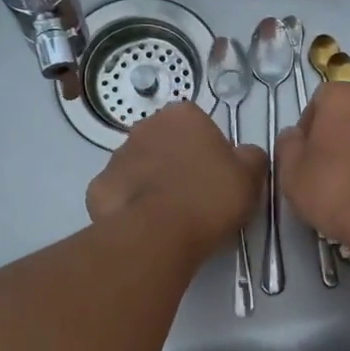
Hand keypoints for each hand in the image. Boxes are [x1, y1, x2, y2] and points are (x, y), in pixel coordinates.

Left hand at [87, 103, 263, 260]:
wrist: (158, 235)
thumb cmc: (209, 197)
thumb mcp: (251, 176)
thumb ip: (251, 158)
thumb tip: (245, 156)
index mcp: (182, 116)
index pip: (199, 124)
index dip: (210, 150)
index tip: (217, 176)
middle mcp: (145, 127)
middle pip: (166, 142)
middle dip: (177, 162)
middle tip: (196, 195)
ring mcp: (116, 157)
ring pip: (141, 167)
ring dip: (153, 183)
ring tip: (171, 216)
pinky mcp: (98, 188)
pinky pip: (120, 193)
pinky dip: (130, 206)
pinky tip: (146, 226)